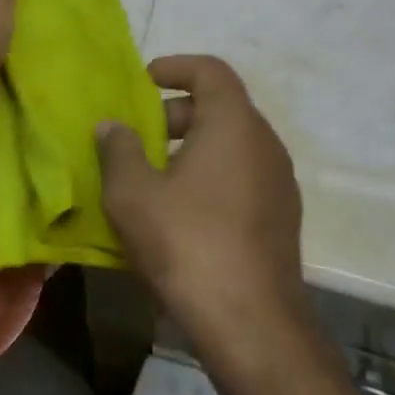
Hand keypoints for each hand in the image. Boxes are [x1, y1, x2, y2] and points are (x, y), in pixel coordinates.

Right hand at [97, 56, 306, 344]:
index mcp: (234, 124)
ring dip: (192, 148)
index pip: (210, 70)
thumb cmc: (188, 244)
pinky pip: (242, 177)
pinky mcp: (281, 219)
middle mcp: (265, 143)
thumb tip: (112, 126)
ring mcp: (279, 183)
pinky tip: (181, 213)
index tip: (144, 80)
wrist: (253, 327)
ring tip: (153, 176)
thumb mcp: (133, 194)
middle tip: (139, 135)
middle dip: (175, 114)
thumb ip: (118, 149)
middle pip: (220, 108)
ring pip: (231, 145)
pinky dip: (211, 177)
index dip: (176, 67)